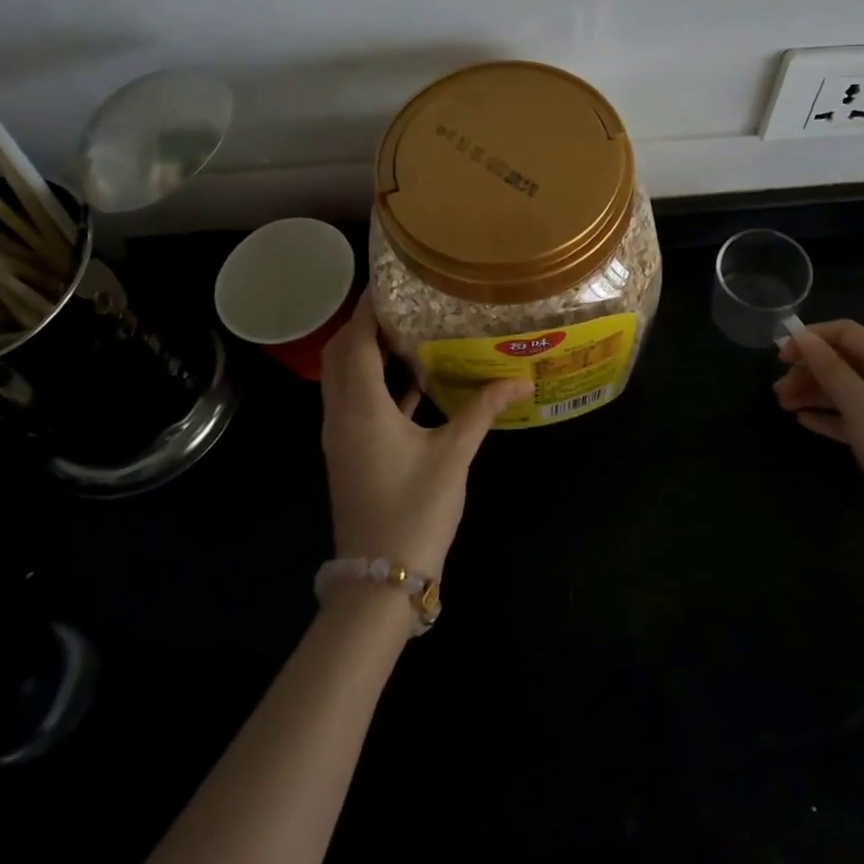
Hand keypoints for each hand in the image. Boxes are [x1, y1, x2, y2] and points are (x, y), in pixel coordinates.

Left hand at [320, 295, 530, 577]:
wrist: (379, 581)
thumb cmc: (414, 510)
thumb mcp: (454, 454)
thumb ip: (483, 410)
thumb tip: (521, 379)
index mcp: (361, 407)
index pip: (356, 342)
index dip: (368, 309)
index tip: (390, 282)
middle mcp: (342, 415)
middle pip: (342, 355)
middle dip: (365, 325)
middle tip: (403, 303)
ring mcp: (343, 437)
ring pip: (346, 379)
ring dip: (369, 353)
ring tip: (410, 331)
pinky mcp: (351, 453)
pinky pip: (358, 403)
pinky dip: (378, 383)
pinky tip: (415, 381)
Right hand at [774, 320, 863, 561]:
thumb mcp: (858, 402)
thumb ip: (829, 367)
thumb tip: (803, 337)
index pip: (847, 333)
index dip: (812, 338)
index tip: (781, 356)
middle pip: (845, 362)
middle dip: (809, 370)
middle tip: (778, 390)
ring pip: (847, 391)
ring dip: (815, 393)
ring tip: (784, 406)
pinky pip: (854, 417)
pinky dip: (830, 416)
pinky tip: (805, 422)